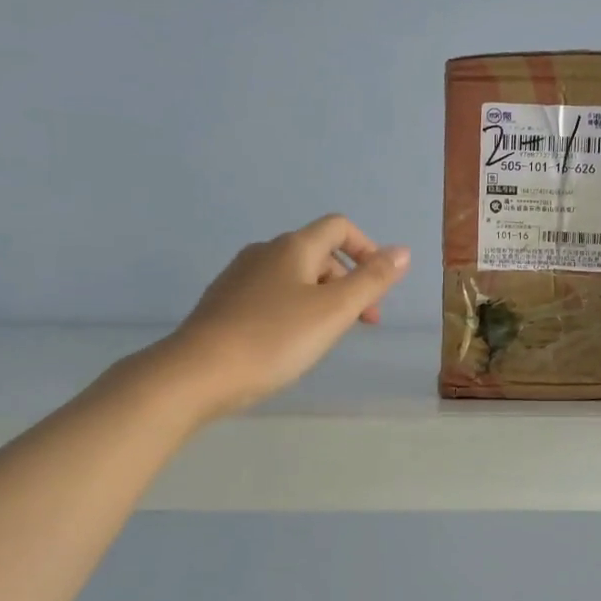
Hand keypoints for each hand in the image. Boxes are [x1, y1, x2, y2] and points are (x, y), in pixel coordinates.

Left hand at [150, 215, 410, 419]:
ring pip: (295, 276)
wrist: (198, 373)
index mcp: (294, 247)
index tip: (378, 289)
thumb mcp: (334, 311)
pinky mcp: (224, 302)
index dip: (367, 250)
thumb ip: (372, 280)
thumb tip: (402, 250)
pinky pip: (272, 295)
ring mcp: (239, 276)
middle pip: (319, 253)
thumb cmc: (275, 339)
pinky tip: (289, 342)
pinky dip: (294, 309)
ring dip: (323, 298)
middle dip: (348, 282)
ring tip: (326, 337)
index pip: (339, 227)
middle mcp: (265, 252)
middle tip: (360, 324)